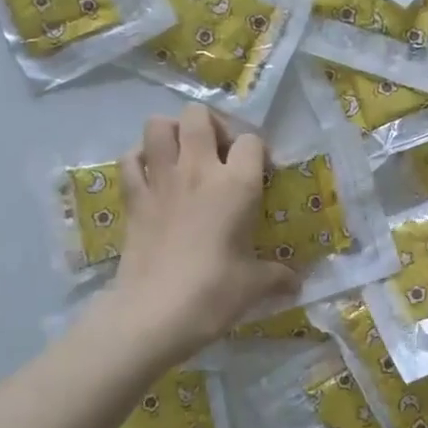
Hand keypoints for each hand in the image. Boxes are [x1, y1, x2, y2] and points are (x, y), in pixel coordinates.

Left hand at [106, 104, 300, 365]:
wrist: (155, 313)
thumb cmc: (214, 293)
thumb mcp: (255, 285)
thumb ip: (278, 277)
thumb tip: (297, 284)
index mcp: (236, 184)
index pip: (252, 140)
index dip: (257, 152)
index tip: (259, 175)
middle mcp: (198, 170)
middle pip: (198, 115)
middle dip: (211, 125)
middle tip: (219, 154)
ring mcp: (160, 180)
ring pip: (158, 125)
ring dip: (172, 132)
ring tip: (183, 156)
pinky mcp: (133, 198)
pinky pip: (130, 159)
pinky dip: (140, 159)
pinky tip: (152, 176)